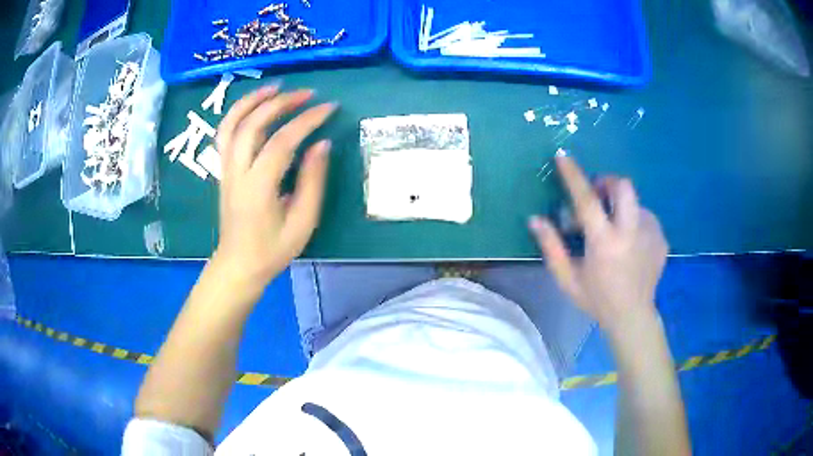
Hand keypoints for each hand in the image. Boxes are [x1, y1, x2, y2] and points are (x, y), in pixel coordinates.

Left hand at [214, 85, 336, 290]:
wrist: (238, 265)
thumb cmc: (272, 250)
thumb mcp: (302, 222)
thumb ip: (313, 182)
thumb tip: (322, 144)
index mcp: (258, 187)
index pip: (283, 141)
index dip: (307, 120)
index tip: (329, 108)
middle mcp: (237, 172)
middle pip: (253, 124)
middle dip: (281, 102)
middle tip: (307, 93)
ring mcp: (226, 169)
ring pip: (232, 124)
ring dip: (252, 100)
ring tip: (276, 87)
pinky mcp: (223, 170)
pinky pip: (225, 134)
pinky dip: (238, 114)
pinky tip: (254, 106)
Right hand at [529, 155, 667, 334]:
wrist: (633, 317)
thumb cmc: (597, 300)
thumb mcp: (567, 279)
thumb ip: (551, 247)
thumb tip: (535, 219)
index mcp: (604, 243)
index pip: (587, 200)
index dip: (573, 175)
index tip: (563, 156)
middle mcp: (631, 232)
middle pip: (623, 186)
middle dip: (608, 182)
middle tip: (598, 197)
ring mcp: (651, 234)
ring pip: (635, 202)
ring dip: (621, 208)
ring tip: (616, 231)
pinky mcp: (661, 238)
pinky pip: (646, 216)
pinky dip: (635, 221)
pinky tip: (631, 244)